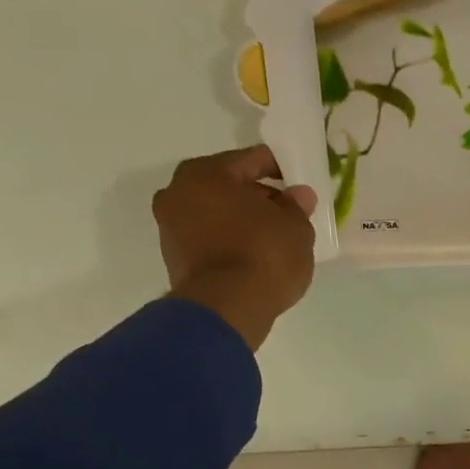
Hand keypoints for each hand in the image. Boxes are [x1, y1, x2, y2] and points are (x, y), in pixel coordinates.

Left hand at [154, 145, 317, 352]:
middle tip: (287, 214)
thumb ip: (297, 207)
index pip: (250, 160)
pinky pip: (210, 240)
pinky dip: (230, 243)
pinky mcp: (175, 259)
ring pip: (216, 214)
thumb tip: (298, 195)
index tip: (298, 182)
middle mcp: (178, 192)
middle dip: (258, 197)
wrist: (227, 308)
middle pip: (228, 186)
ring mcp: (171, 227)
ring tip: (273, 240)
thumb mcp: (296, 228)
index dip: (279, 168)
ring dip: (242, 222)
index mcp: (206, 173)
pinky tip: (255, 258)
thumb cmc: (264, 255)